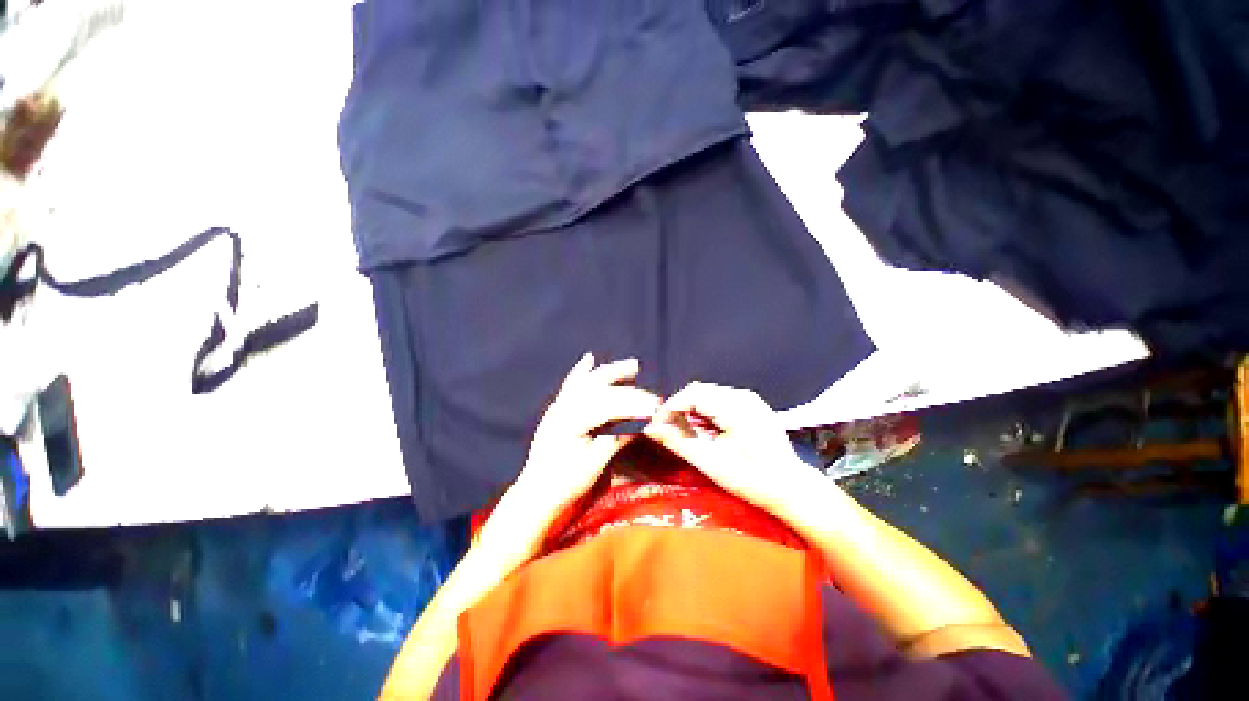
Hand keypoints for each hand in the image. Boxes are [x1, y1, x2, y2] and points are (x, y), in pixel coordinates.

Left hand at [492, 353, 659, 546]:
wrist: (536, 493)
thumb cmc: (566, 483)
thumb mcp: (595, 464)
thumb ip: (616, 438)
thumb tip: (641, 425)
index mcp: (572, 423)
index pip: (608, 407)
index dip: (633, 406)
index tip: (655, 408)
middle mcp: (563, 408)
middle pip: (600, 391)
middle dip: (629, 390)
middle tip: (653, 395)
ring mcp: (558, 407)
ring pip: (586, 382)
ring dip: (610, 372)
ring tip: (632, 365)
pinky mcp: (556, 409)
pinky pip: (570, 385)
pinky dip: (580, 371)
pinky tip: (589, 358)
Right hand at [643, 381, 815, 515]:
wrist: (790, 487)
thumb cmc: (752, 479)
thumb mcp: (711, 463)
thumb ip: (679, 442)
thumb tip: (651, 428)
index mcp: (736, 407)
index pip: (693, 394)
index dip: (670, 406)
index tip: (657, 424)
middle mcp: (743, 396)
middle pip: (700, 391)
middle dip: (680, 408)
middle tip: (668, 429)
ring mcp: (749, 398)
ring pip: (708, 394)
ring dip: (692, 410)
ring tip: (686, 432)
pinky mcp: (751, 404)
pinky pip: (719, 399)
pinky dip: (706, 412)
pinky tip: (705, 430)